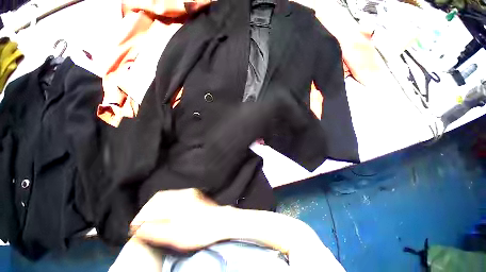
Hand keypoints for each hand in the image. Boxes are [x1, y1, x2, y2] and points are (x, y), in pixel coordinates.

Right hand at [130, 189, 228, 250]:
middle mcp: (183, 193)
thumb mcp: (176, 235)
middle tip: (141, 223)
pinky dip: (166, 204)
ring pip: (167, 196)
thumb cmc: (200, 230)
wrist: (222, 221)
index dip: (141, 216)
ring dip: (156, 206)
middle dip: (147, 210)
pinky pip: (175, 196)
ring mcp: (190, 192)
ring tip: (151, 219)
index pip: (152, 206)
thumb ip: (155, 231)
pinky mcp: (194, 194)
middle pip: (158, 198)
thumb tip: (138, 228)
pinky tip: (165, 213)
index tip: (134, 226)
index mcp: (177, 202)